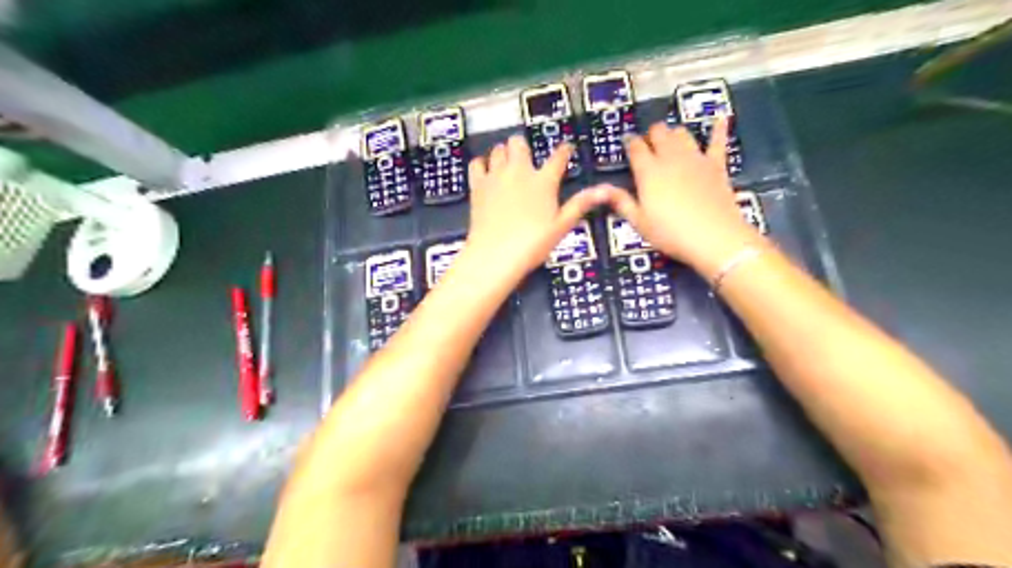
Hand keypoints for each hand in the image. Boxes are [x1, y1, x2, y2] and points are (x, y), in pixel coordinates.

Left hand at [463, 138, 608, 283]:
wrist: (495, 254)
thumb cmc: (532, 244)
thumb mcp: (561, 226)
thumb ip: (580, 205)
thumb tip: (604, 190)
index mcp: (544, 181)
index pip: (558, 156)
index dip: (564, 150)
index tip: (566, 149)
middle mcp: (519, 171)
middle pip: (519, 142)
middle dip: (524, 147)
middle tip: (527, 159)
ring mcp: (496, 176)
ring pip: (498, 149)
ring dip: (504, 153)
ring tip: (507, 164)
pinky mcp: (477, 185)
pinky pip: (477, 163)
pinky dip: (482, 164)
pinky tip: (486, 172)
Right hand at [604, 121, 762, 276]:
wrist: (714, 237)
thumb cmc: (671, 233)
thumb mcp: (639, 223)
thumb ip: (621, 202)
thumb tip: (600, 189)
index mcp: (648, 171)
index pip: (635, 147)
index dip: (630, 142)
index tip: (627, 143)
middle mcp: (670, 158)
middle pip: (658, 132)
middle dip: (651, 135)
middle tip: (648, 145)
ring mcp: (695, 159)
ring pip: (681, 133)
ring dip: (674, 134)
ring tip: (670, 141)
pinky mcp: (716, 165)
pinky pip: (717, 141)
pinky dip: (718, 129)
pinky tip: (720, 119)